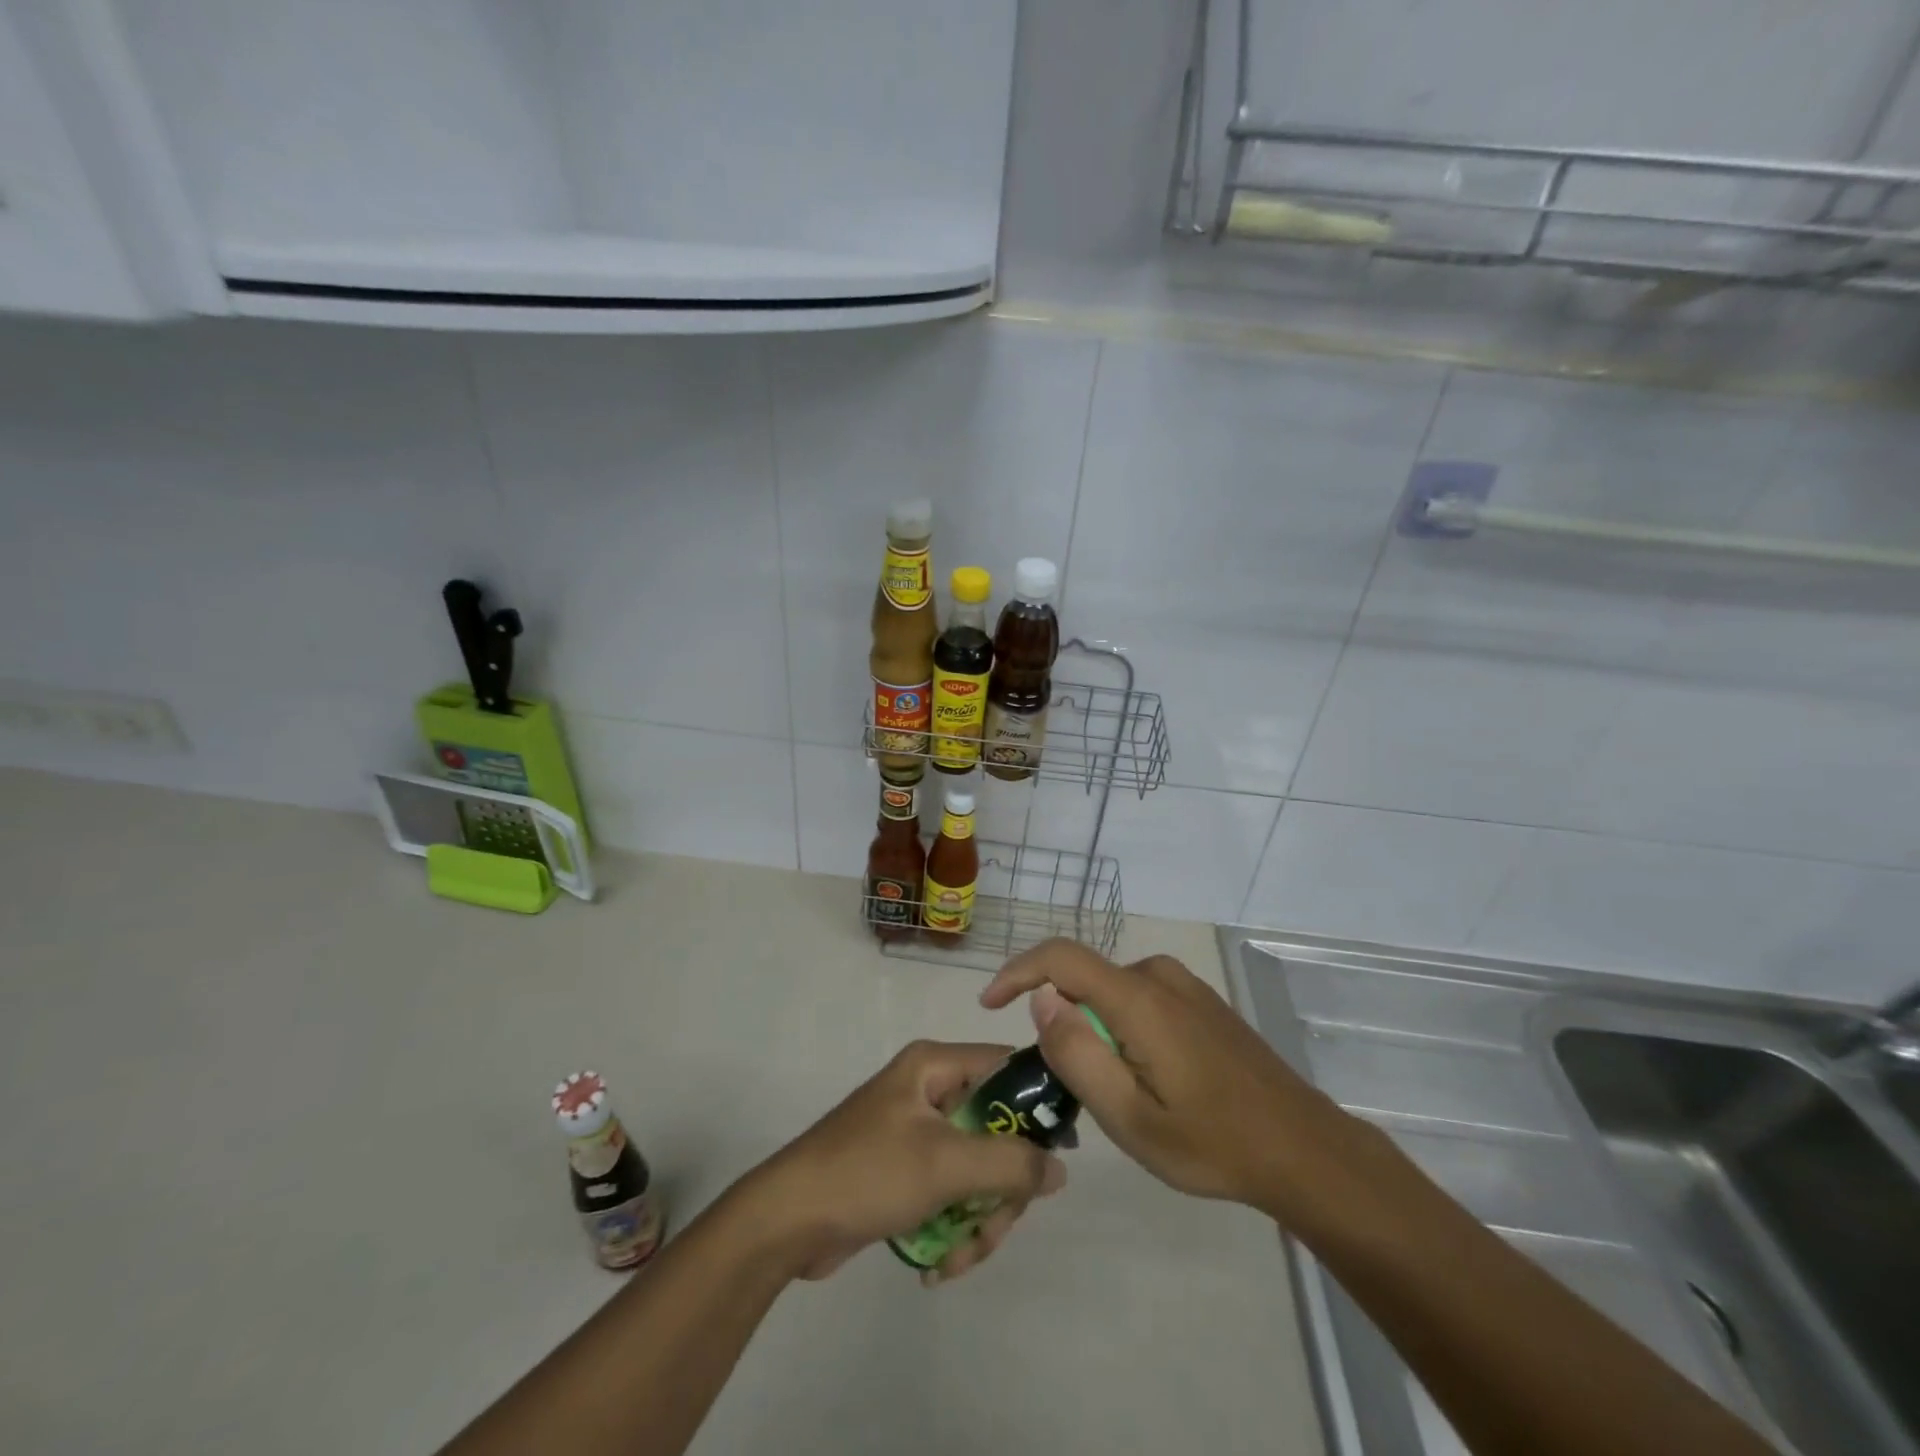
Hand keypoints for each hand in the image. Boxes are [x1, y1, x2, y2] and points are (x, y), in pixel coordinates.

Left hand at [740, 1040, 1066, 1285]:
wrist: (786, 1221)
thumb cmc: (867, 1172)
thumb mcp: (945, 1165)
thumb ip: (1010, 1163)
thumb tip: (1059, 1168)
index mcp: (935, 1066)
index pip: (1006, 1066)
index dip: (1038, 1104)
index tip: (1060, 1153)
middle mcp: (929, 1090)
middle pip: (997, 1130)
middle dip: (1001, 1190)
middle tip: (995, 1228)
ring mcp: (917, 1132)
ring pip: (977, 1170)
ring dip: (979, 1220)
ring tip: (959, 1259)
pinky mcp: (906, 1170)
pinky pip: (952, 1192)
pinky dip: (954, 1228)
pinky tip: (940, 1266)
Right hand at [981, 939, 1371, 1220]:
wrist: (1302, 1148)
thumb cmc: (1212, 1142)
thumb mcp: (1130, 1118)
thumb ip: (1077, 1054)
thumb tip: (1041, 999)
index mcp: (1138, 999)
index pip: (1060, 958)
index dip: (1017, 972)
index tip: (988, 1004)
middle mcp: (1158, 975)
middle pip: (1085, 982)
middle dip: (1065, 1023)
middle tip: (1079, 1090)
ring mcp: (1184, 984)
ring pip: (1111, 993)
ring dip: (1098, 1031)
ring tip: (1122, 1094)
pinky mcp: (1200, 999)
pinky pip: (1139, 999)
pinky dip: (1124, 1029)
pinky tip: (1154, 1080)